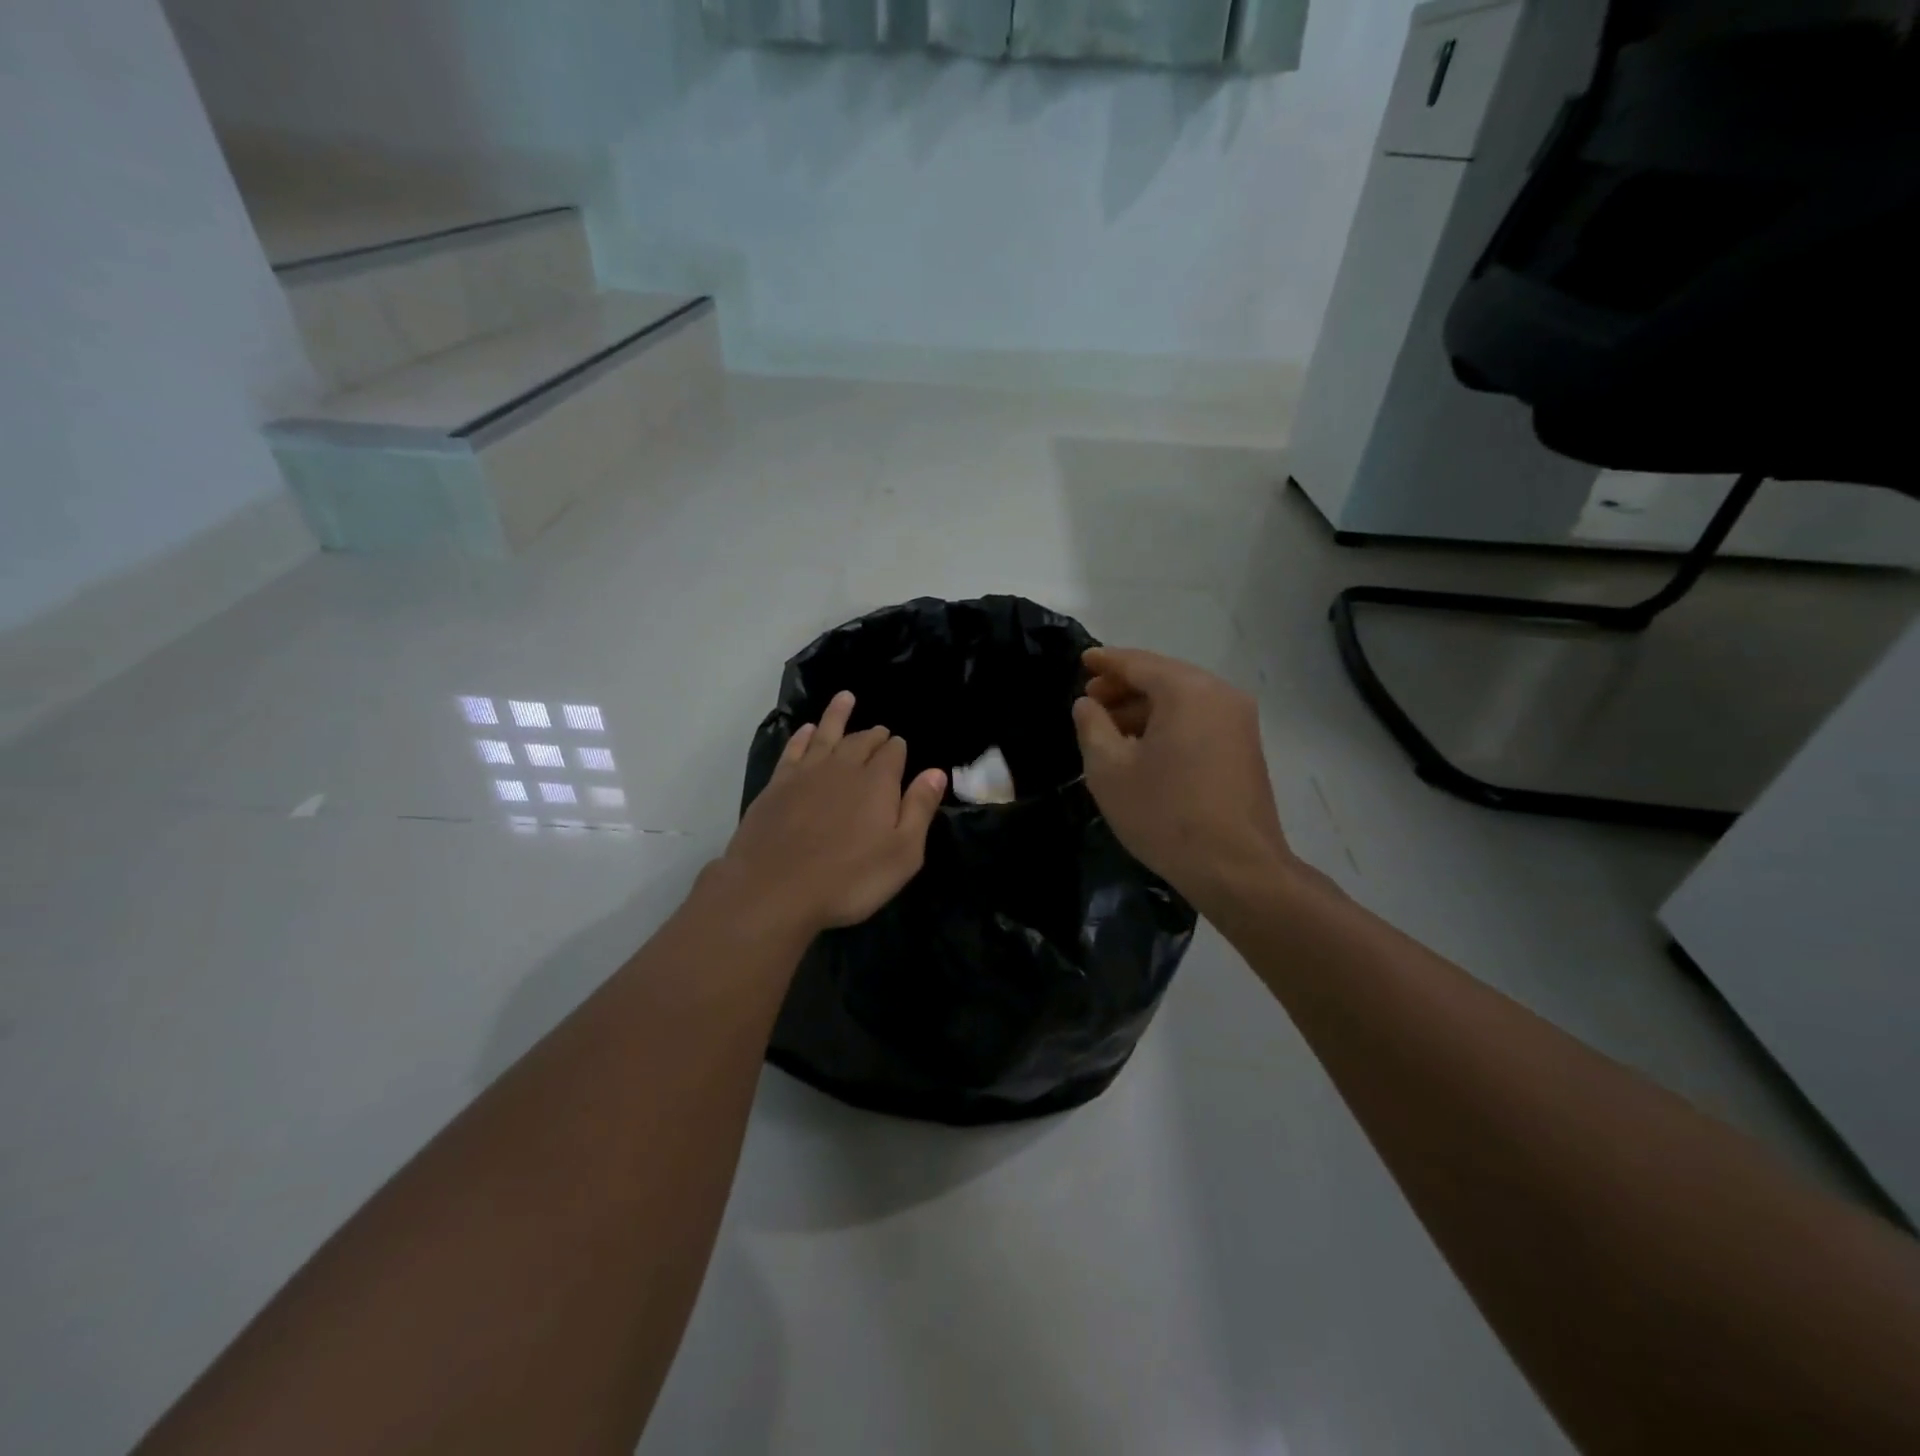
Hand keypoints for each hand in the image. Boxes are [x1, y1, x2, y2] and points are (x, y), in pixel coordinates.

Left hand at [722, 690, 947, 935]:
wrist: (774, 889)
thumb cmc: (849, 879)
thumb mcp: (902, 853)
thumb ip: (919, 809)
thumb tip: (936, 772)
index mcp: (877, 782)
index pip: (893, 753)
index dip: (898, 748)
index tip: (901, 747)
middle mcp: (843, 767)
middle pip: (862, 741)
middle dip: (875, 734)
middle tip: (881, 731)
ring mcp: (806, 773)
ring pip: (826, 734)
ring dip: (837, 715)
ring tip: (845, 698)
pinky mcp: (777, 785)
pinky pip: (794, 748)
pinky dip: (803, 736)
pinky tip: (806, 730)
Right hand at [1072, 647, 1293, 913]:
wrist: (1236, 868)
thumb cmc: (1165, 814)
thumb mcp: (1109, 770)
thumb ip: (1092, 726)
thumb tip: (1087, 704)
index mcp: (1186, 691)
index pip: (1137, 663)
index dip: (1105, 662)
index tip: (1081, 660)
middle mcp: (1219, 694)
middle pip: (1163, 677)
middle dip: (1124, 687)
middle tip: (1090, 701)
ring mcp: (1239, 721)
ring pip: (1182, 700)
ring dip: (1144, 708)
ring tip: (1110, 729)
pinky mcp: (1245, 747)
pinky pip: (1198, 719)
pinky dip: (1168, 723)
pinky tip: (1144, 747)